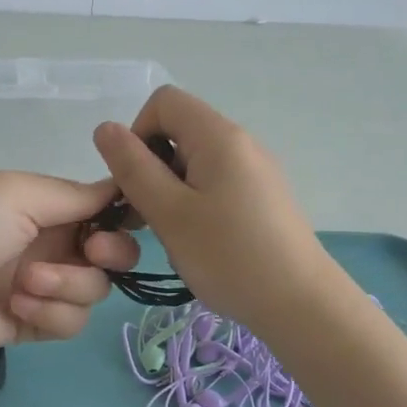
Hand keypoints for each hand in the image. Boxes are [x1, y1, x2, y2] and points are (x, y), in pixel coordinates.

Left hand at [0, 172, 139, 361]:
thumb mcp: (14, 193)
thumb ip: (74, 194)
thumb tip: (120, 188)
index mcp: (47, 205)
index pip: (105, 208)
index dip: (124, 214)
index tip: (127, 219)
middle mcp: (52, 243)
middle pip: (114, 253)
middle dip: (112, 253)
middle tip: (92, 252)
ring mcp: (45, 286)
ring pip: (96, 290)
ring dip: (68, 285)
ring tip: (25, 284)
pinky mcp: (36, 324)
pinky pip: (73, 322)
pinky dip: (51, 314)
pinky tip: (17, 307)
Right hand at [91, 85, 331, 334]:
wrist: (300, 304)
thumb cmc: (228, 256)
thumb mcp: (169, 213)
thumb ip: (133, 168)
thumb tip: (105, 128)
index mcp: (219, 136)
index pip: (164, 101)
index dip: (138, 134)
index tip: (135, 181)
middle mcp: (241, 143)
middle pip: (179, 132)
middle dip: (151, 168)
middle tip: (146, 218)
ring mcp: (256, 171)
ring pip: (194, 163)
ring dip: (170, 192)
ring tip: (172, 237)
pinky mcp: (263, 198)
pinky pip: (216, 185)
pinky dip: (195, 206)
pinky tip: (199, 245)